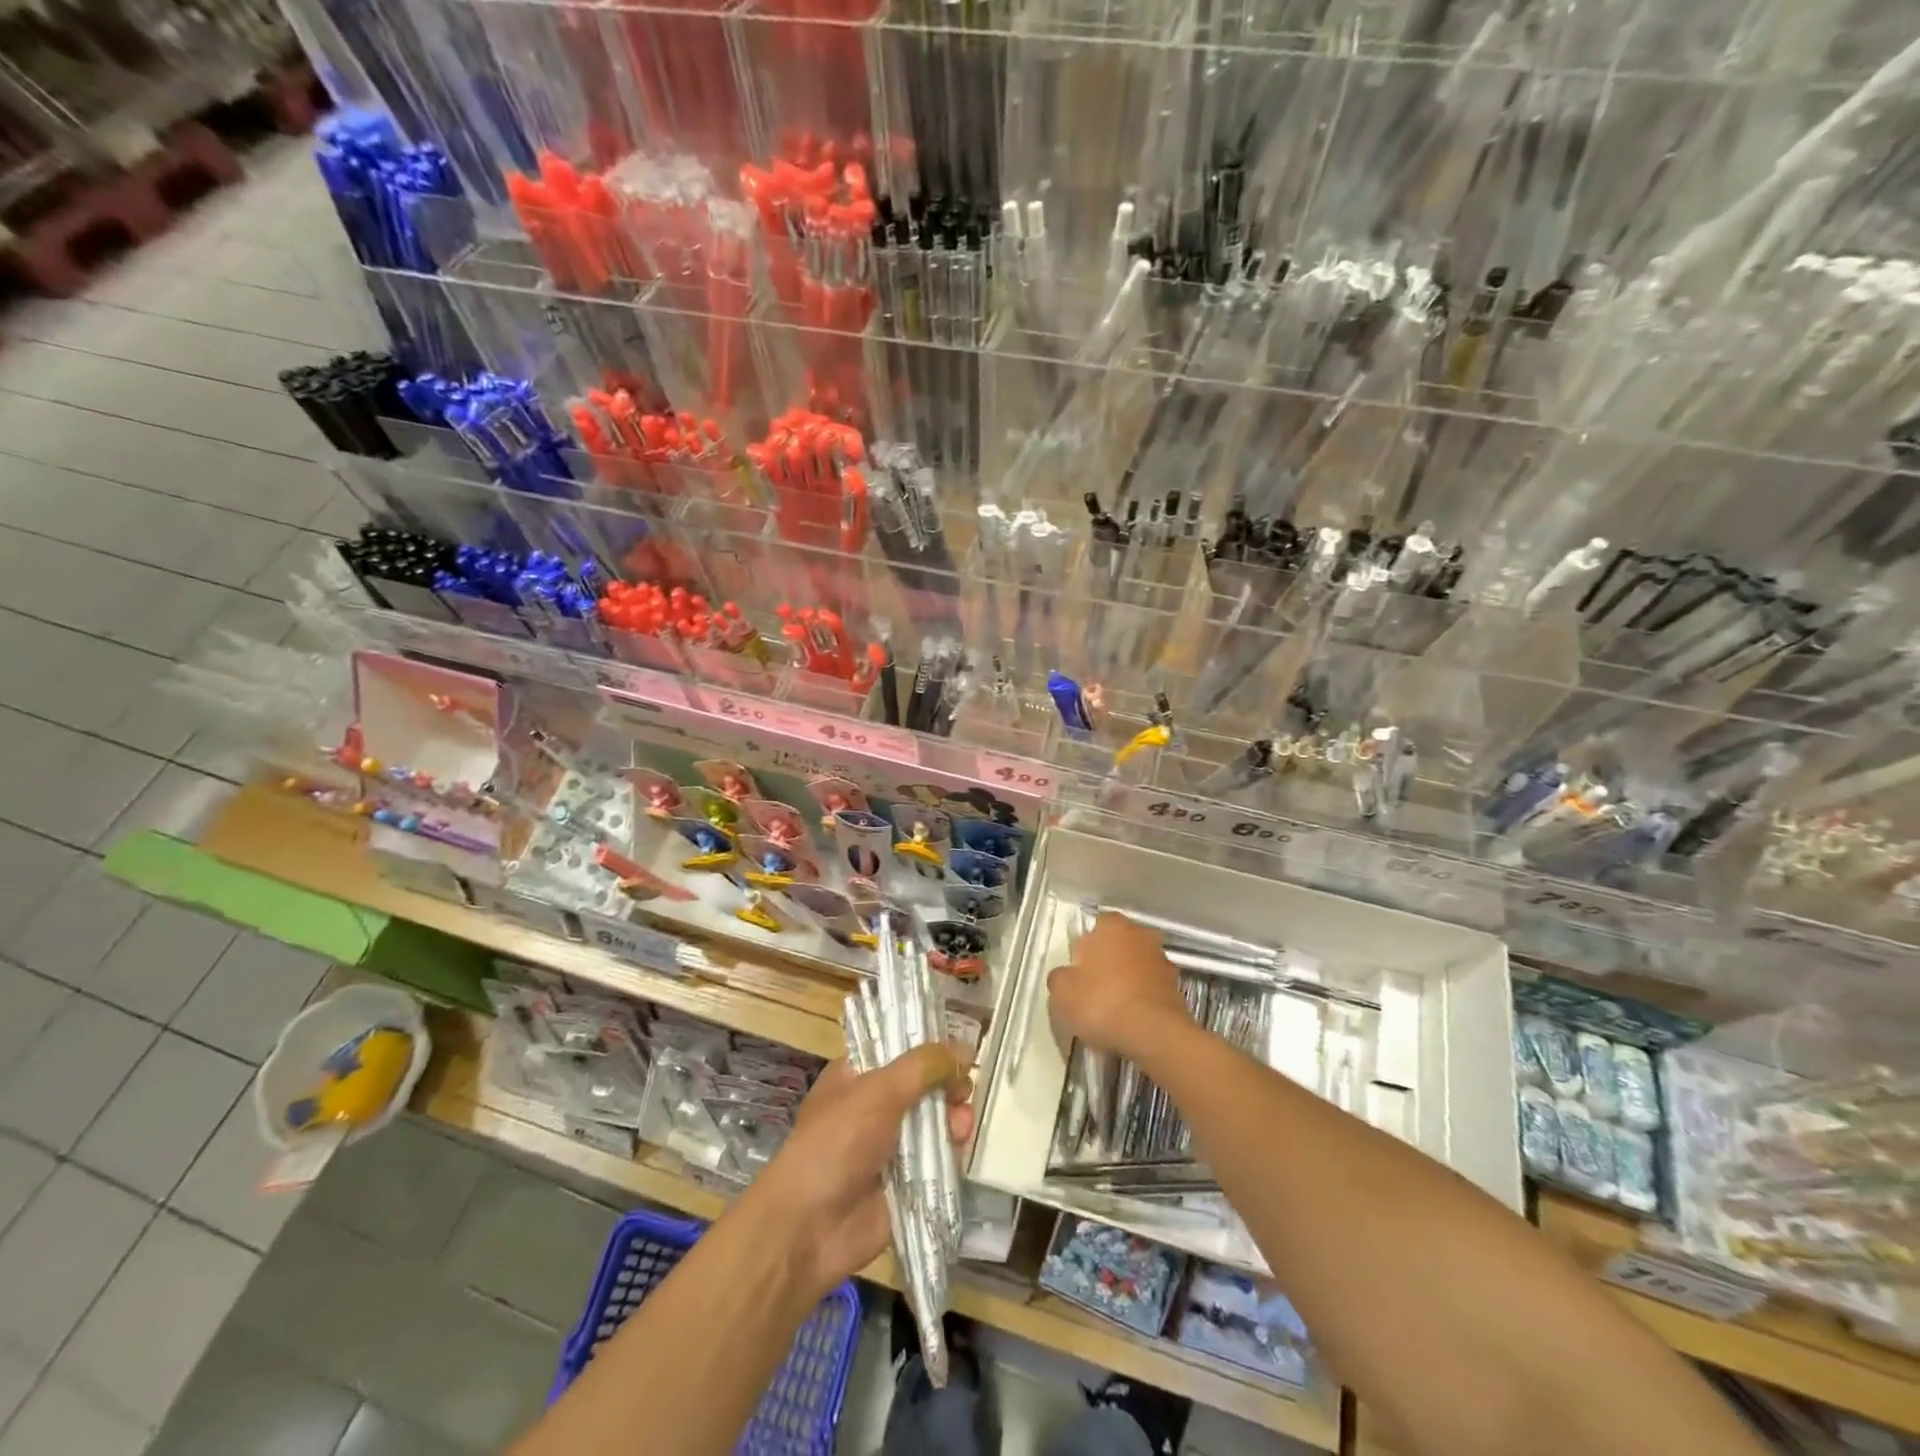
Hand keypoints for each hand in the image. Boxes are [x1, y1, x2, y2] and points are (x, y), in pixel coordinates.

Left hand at [746, 1046, 972, 1301]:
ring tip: (962, 1122)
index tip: (958, 1048)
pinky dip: (951, 1150)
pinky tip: (960, 1145)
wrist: (810, 1226)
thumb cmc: (837, 1142)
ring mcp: (890, 1145)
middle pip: (921, 1085)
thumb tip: (964, 1051)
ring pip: (933, 1121)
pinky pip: (937, 1158)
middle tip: (964, 1089)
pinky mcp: (906, 1181)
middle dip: (946, 1084)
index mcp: (857, 1076)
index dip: (928, 1045)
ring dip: (952, 1117)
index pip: (897, 1047)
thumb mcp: (879, 1091)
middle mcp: (874, 1106)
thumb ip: (923, 1066)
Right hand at [1049, 911, 1191, 1060]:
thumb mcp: (1061, 991)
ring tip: (1113, 1010)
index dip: (1083, 950)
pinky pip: (1150, 989)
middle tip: (1093, 990)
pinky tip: (1131, 1021)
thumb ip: (1060, 976)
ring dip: (1127, 981)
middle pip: (1118, 945)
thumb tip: (1066, 977)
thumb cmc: (1101, 1003)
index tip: (1077, 974)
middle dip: (1108, 963)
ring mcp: (1162, 960)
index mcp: (1112, 926)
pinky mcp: (1176, 987)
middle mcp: (1140, 935)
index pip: (1094, 928)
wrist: (1154, 1034)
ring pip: (1136, 967)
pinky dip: (1142, 999)